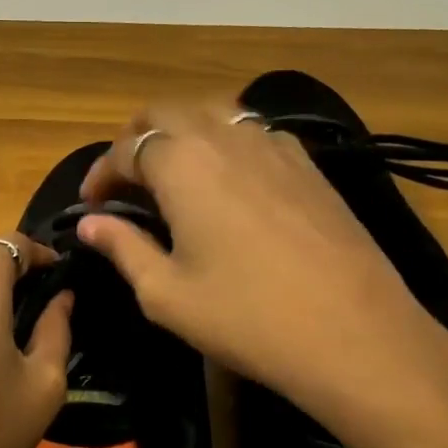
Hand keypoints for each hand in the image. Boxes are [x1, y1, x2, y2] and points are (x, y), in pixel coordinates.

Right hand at [75, 104, 447, 447]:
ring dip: (181, 136)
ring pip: (212, 114)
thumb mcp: (165, 293)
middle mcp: (224, 135)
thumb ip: (122, 247)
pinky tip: (229, 184)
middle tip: (125, 183)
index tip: (90, 206)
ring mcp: (272, 144)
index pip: (124, 149)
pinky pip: (251, 133)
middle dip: (135, 140)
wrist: (357, 334)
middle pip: (166, 113)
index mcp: (181, 161)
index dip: (100, 174)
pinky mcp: (307, 162)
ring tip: (173, 178)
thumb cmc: (246, 317)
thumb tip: (90, 224)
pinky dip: (224, 145)